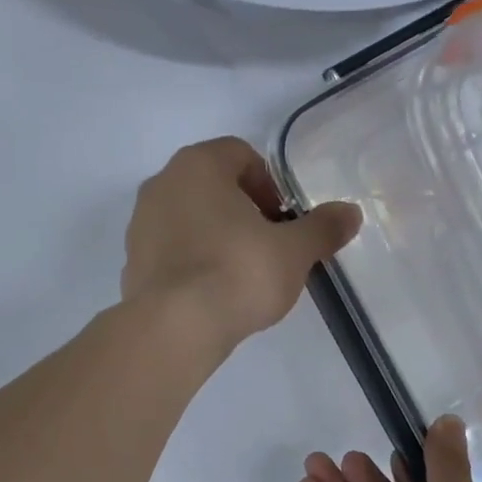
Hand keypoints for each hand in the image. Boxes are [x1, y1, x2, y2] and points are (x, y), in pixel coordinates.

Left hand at [122, 137, 360, 354]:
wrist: (174, 327)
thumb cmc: (237, 272)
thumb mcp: (293, 251)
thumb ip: (322, 228)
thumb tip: (351, 213)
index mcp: (197, 165)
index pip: (239, 154)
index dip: (269, 183)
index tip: (284, 218)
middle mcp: (161, 184)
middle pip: (212, 186)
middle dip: (244, 210)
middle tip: (269, 244)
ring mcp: (139, 224)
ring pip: (189, 218)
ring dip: (217, 235)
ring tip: (242, 272)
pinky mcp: (131, 262)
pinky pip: (171, 250)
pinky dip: (193, 261)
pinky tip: (213, 292)